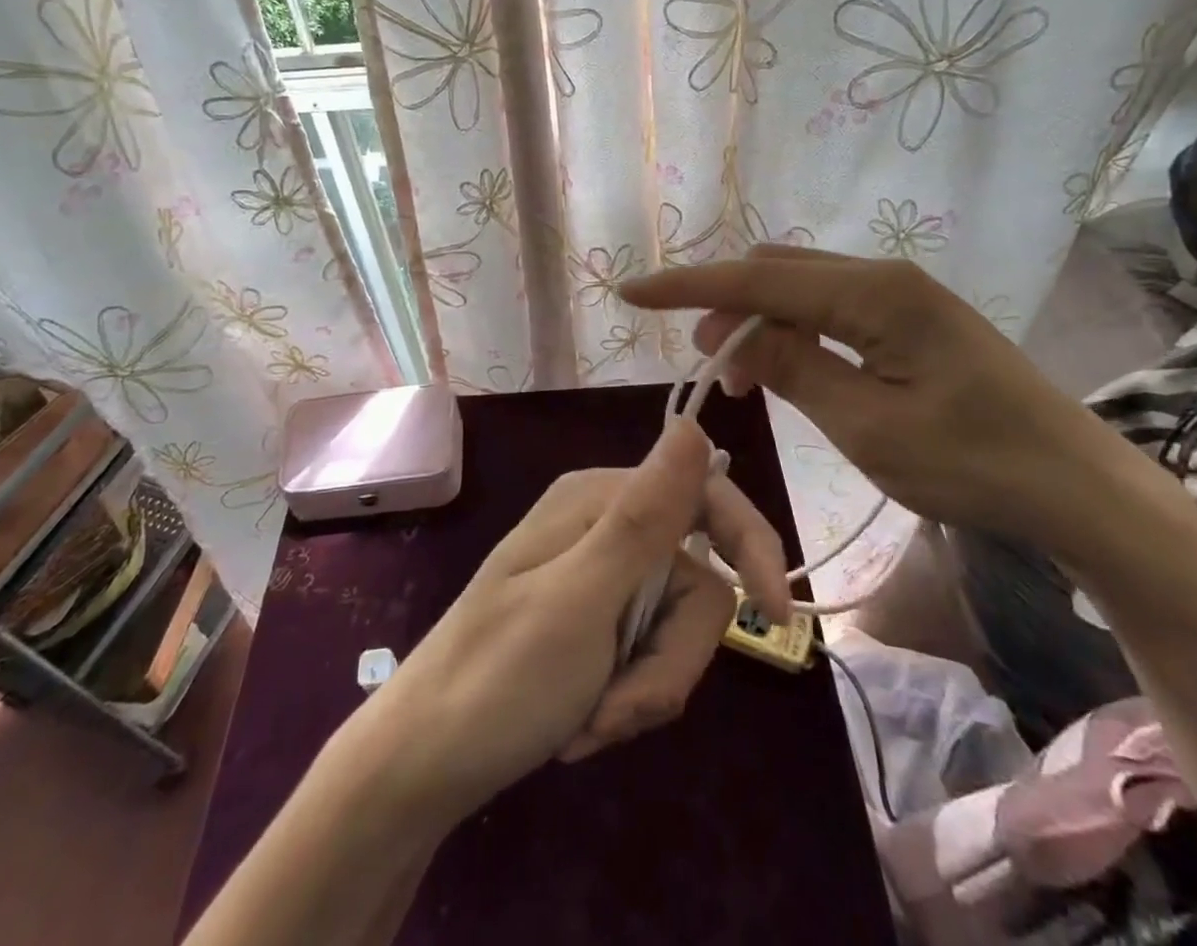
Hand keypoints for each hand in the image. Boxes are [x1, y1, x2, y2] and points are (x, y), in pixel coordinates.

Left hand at [364, 417, 790, 822]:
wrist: (419, 770)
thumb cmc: (497, 679)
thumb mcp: (581, 598)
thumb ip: (645, 515)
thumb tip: (694, 426)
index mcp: (596, 501)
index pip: (703, 497)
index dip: (749, 546)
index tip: (778, 616)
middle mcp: (600, 529)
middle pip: (693, 584)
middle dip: (668, 660)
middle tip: (617, 709)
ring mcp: (596, 579)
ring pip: (674, 631)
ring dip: (642, 690)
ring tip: (589, 724)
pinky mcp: (591, 626)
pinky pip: (645, 658)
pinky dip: (624, 700)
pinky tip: (579, 726)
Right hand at [621, 245, 1150, 556]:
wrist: (1079, 485)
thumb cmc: (974, 465)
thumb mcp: (868, 427)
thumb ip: (794, 369)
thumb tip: (731, 334)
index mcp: (873, 294)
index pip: (756, 280)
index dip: (688, 286)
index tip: (630, 292)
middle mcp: (884, 276)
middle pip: (777, 272)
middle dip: (726, 308)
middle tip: (709, 370)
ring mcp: (901, 293)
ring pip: (801, 287)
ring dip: (760, 321)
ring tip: (743, 377)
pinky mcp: (912, 316)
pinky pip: (831, 306)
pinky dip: (795, 329)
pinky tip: (790, 366)